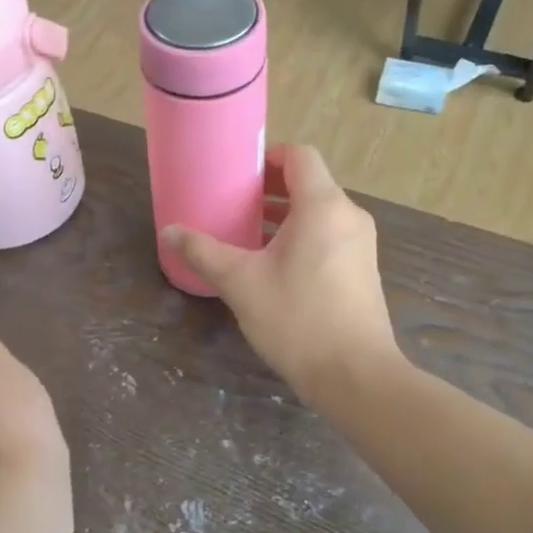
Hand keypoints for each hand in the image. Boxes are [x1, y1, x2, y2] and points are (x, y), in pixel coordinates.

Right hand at [162, 144, 399, 401]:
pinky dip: (303, 235)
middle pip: (310, 183)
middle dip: (271, 187)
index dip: (268, 156)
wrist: (356, 376)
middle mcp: (349, 216)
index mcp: (323, 207)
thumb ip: (204, 252)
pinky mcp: (363, 270)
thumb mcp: (241, 283)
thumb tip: (169, 232)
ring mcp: (361, 244)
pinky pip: (330, 235)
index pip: (300, 156)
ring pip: (320, 211)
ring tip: (248, 232)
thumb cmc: (297, 319)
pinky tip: (275, 264)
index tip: (238, 172)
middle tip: (234, 202)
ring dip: (285, 214)